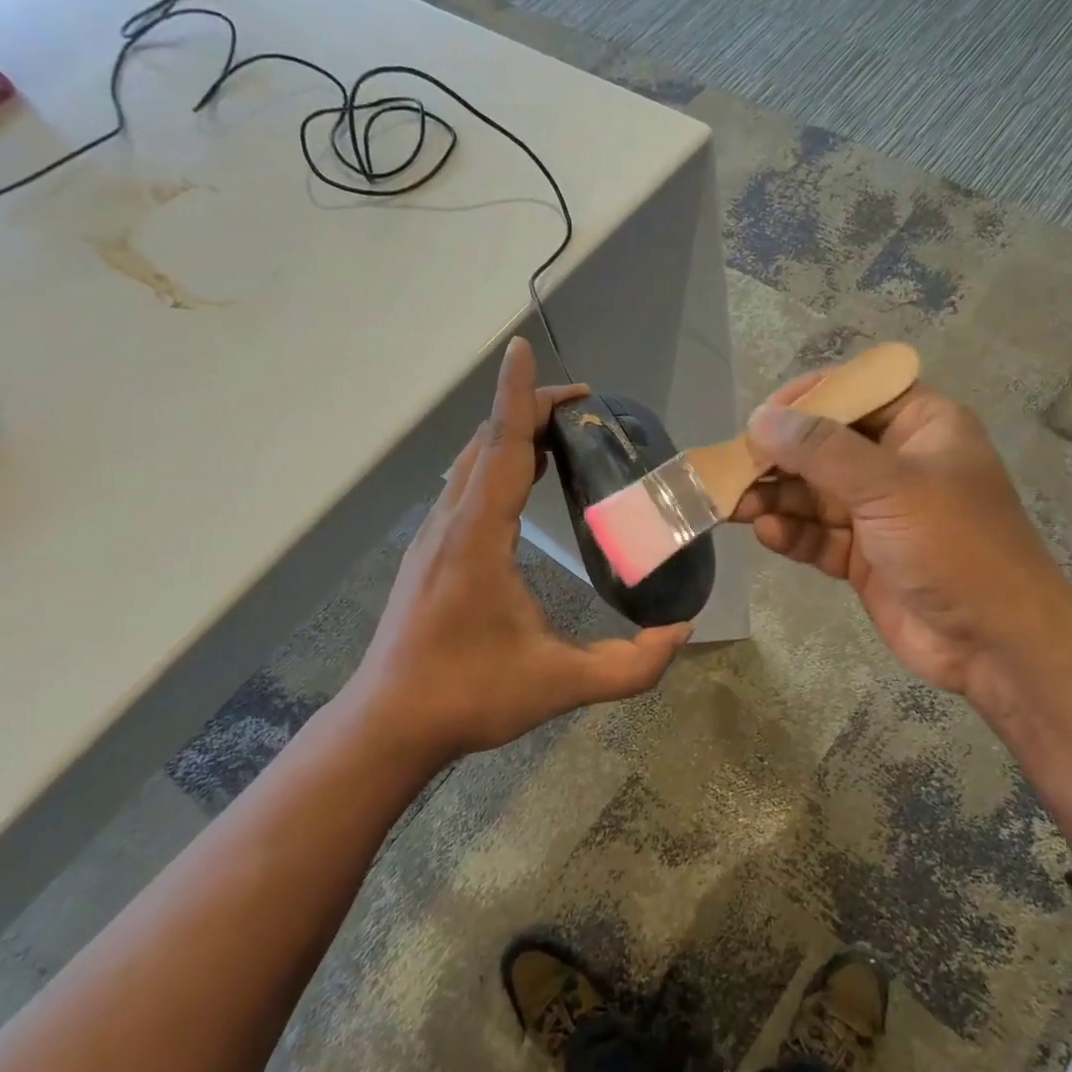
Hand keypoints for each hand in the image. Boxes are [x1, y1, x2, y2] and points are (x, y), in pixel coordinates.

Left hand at [344, 337, 691, 763]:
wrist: (389, 724)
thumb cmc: (470, 696)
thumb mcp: (560, 685)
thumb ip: (630, 665)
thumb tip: (682, 632)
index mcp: (479, 539)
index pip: (502, 449)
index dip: (518, 396)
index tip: (522, 348)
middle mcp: (451, 523)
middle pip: (486, 442)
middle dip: (529, 410)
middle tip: (583, 410)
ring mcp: (433, 536)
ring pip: (470, 462)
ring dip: (510, 435)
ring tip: (561, 437)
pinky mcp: (428, 552)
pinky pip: (463, 485)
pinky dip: (495, 462)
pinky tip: (522, 481)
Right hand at [732, 373, 1071, 694]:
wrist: (995, 642)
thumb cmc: (954, 545)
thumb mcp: (889, 486)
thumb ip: (821, 450)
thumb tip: (760, 418)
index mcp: (921, 427)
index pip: (856, 393)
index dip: (808, 399)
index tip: (761, 417)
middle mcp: (897, 463)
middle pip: (825, 447)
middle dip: (779, 458)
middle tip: (733, 470)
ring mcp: (879, 513)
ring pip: (814, 494)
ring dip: (777, 498)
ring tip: (736, 506)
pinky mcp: (863, 556)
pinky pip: (818, 535)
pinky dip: (793, 534)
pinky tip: (770, 535)